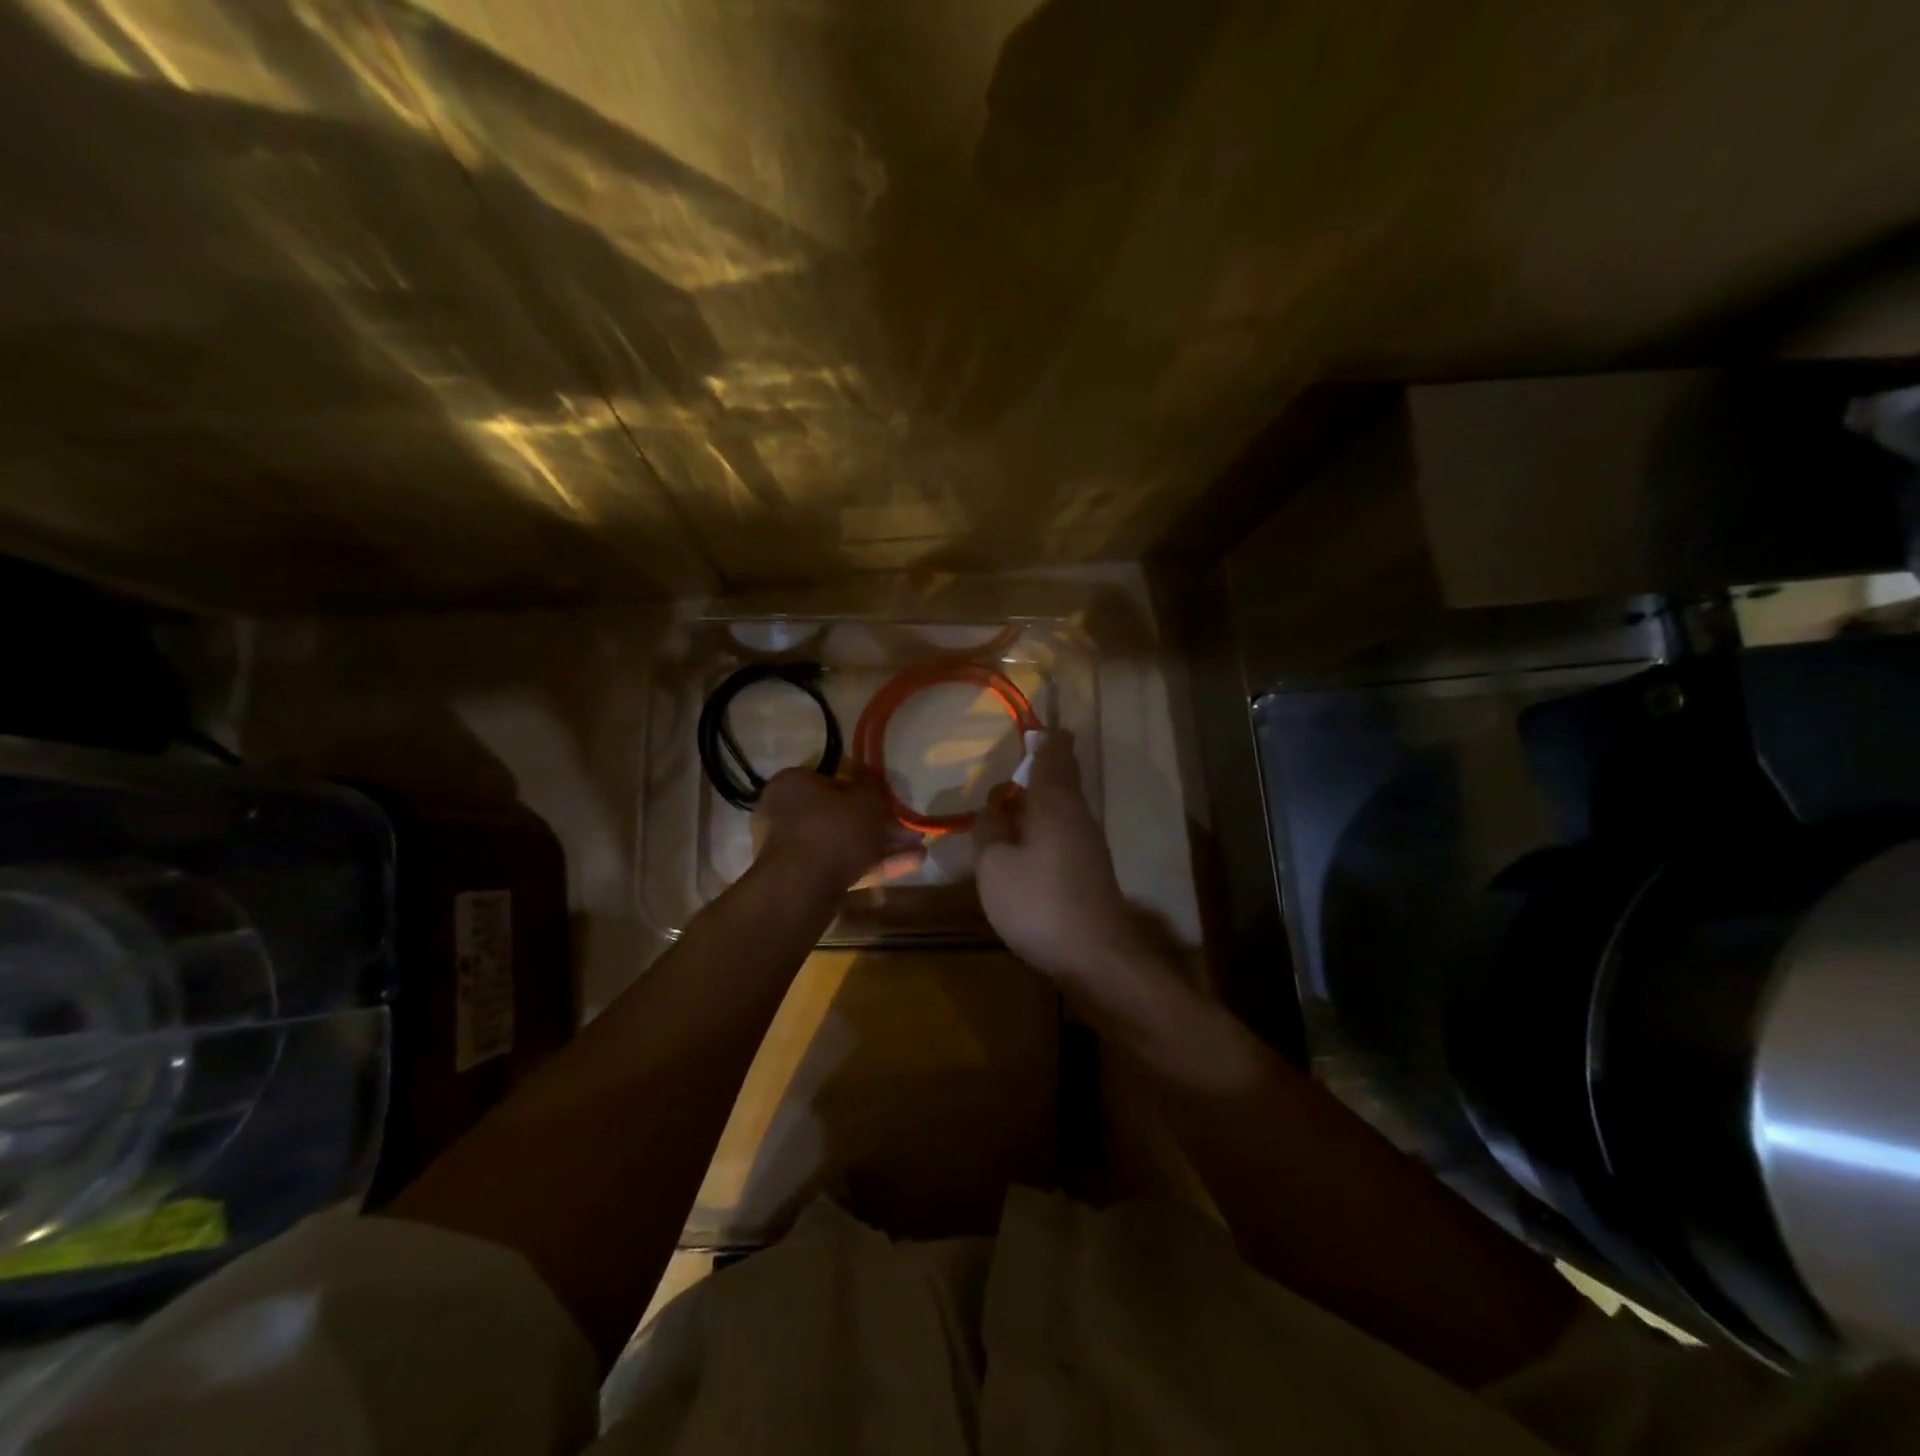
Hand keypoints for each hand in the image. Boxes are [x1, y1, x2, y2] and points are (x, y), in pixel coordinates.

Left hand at [753, 768, 920, 891]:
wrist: (802, 888)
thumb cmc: (832, 830)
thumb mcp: (866, 801)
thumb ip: (873, 790)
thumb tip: (871, 783)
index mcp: (793, 784)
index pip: (833, 781)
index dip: (864, 791)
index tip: (888, 802)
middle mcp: (785, 813)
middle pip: (840, 816)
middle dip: (878, 824)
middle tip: (908, 831)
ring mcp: (792, 849)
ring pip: (844, 844)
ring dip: (881, 847)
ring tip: (919, 850)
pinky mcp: (802, 879)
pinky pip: (841, 866)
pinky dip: (871, 865)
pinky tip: (907, 866)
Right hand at [973, 732, 1142, 984]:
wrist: (1095, 956)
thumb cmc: (1037, 902)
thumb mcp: (993, 864)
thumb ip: (989, 828)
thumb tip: (995, 807)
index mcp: (1054, 801)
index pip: (1055, 752)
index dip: (1044, 738)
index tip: (1030, 730)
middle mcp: (1077, 812)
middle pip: (1062, 777)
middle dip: (1040, 767)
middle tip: (1011, 766)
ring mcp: (1088, 841)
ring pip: (1062, 805)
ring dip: (1038, 799)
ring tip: (1008, 804)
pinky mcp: (1090, 867)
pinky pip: (1064, 830)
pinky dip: (1044, 825)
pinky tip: (1024, 843)